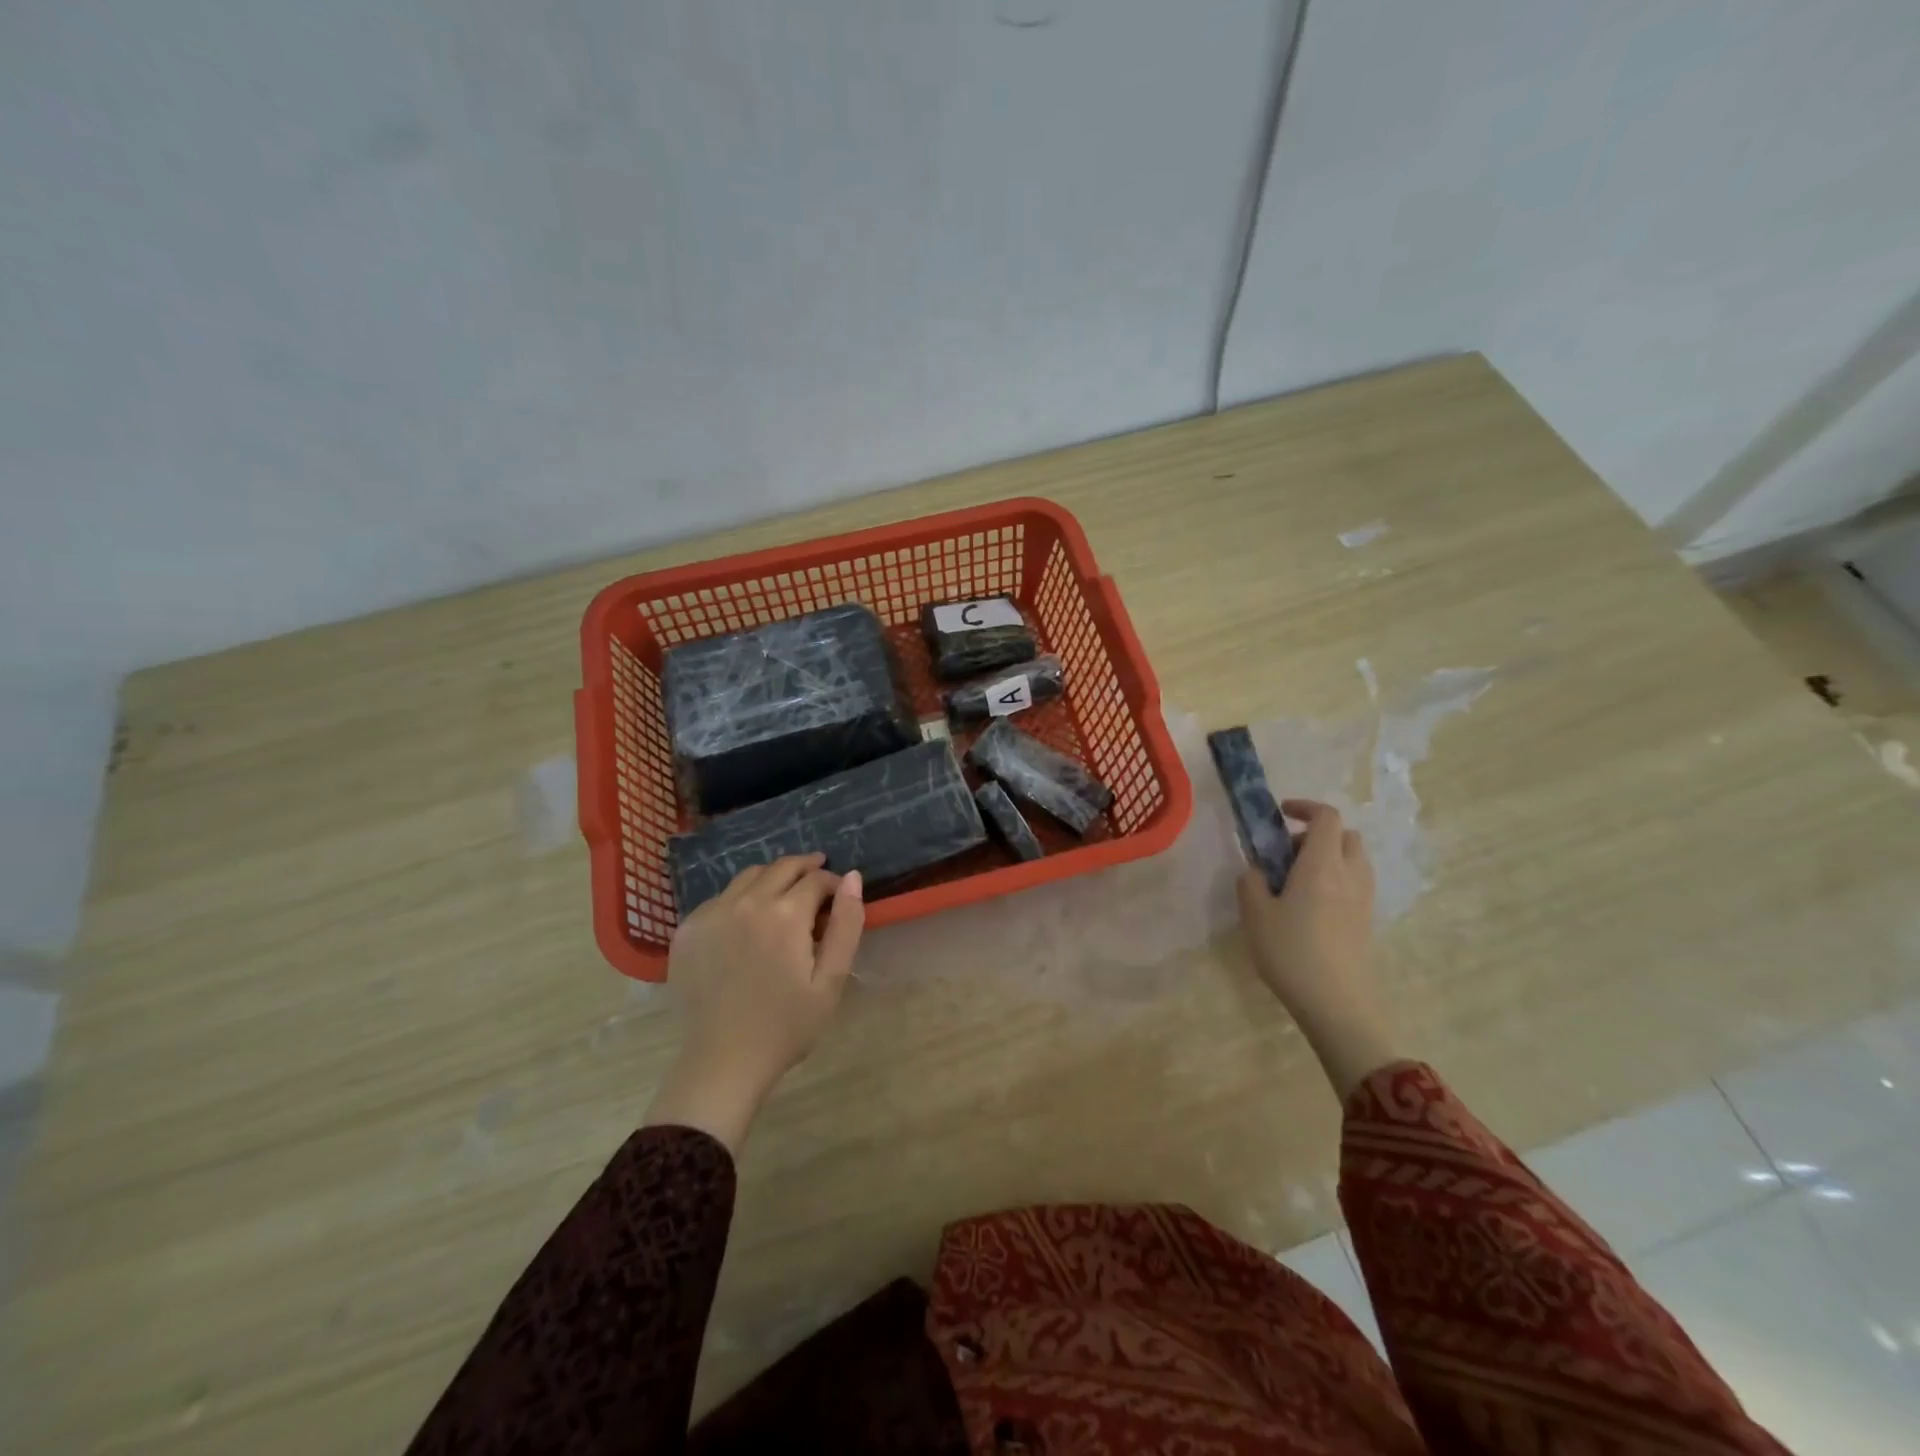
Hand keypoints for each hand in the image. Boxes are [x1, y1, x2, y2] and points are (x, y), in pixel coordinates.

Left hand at [643, 854, 864, 1151]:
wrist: (723, 1062)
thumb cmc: (786, 1025)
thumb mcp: (831, 980)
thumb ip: (846, 924)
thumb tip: (852, 877)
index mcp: (785, 914)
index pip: (817, 878)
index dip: (834, 883)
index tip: (840, 898)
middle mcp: (746, 902)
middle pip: (782, 867)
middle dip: (806, 868)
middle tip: (818, 881)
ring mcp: (711, 913)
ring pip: (749, 876)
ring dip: (773, 878)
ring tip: (785, 896)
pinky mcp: (688, 929)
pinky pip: (721, 898)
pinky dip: (741, 898)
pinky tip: (748, 922)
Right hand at [1237, 800, 1399, 1100]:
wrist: (1337, 1004)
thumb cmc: (1291, 953)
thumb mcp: (1255, 914)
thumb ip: (1251, 882)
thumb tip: (1257, 870)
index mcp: (1321, 864)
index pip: (1326, 817)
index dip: (1305, 808)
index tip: (1280, 815)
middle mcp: (1350, 874)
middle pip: (1345, 836)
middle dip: (1316, 835)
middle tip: (1286, 854)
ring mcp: (1364, 899)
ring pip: (1353, 860)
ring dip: (1328, 858)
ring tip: (1296, 882)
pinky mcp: (1367, 922)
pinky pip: (1355, 884)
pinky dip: (1336, 881)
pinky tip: (1310, 907)